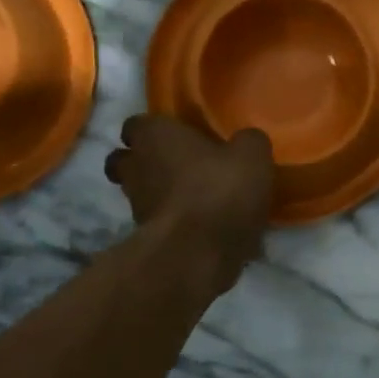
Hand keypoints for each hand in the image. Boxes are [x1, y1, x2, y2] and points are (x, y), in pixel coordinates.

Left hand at [105, 115, 274, 293]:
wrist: (198, 253)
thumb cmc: (220, 190)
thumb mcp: (252, 156)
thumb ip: (248, 141)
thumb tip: (246, 141)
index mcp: (154, 137)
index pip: (136, 124)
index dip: (155, 129)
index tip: (176, 136)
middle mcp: (136, 167)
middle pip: (126, 160)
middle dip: (145, 162)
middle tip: (178, 166)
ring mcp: (136, 206)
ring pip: (140, 192)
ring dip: (161, 194)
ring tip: (196, 200)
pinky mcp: (146, 238)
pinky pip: (159, 222)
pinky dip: (175, 222)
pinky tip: (202, 227)